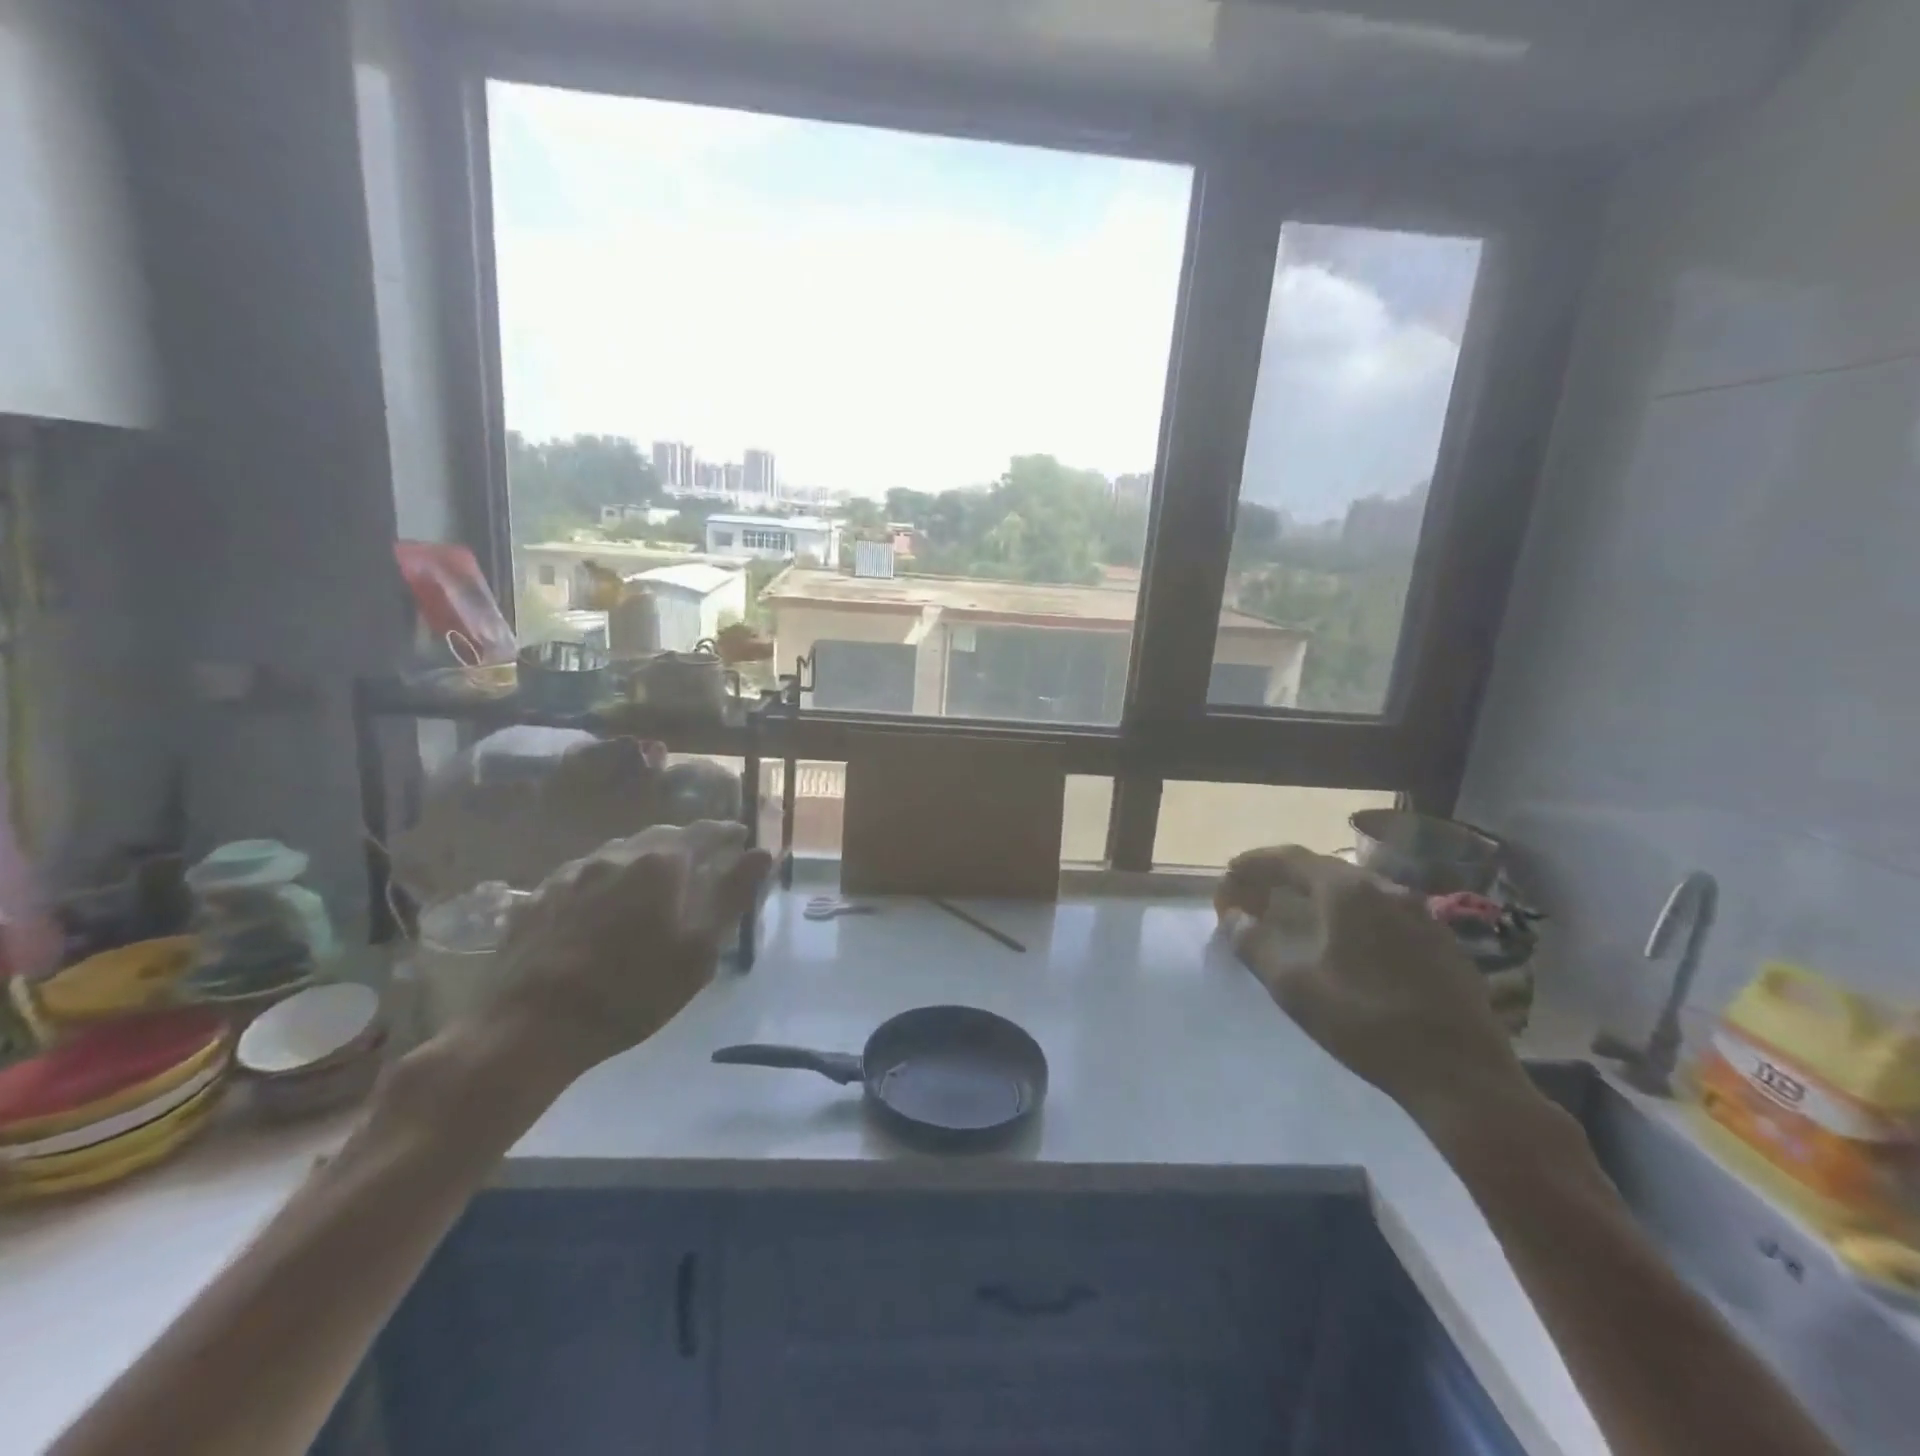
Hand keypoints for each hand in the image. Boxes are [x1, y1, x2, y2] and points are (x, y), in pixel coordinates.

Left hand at [493, 820, 771, 1076]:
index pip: (704, 832)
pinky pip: (584, 875)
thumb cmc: (630, 991)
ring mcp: (572, 873)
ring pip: (619, 854)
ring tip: (651, 887)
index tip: (740, 837)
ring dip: (643, 862)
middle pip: (661, 838)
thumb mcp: (698, 950)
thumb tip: (763, 853)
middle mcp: (617, 855)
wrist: (528, 1026)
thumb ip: (732, 895)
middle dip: (685, 845)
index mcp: (661, 863)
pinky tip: (601, 908)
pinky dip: (606, 882)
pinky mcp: (538, 896)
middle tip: (700, 864)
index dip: (726, 832)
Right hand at [1225, 846, 1534, 1132]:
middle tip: (1259, 895)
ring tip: (1298, 916)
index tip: (1231, 872)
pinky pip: (1384, 914)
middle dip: (1285, 878)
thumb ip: (1255, 944)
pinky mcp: (1442, 942)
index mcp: (1347, 891)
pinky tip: (1347, 943)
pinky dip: (1353, 916)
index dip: (1256, 862)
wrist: (1461, 1075)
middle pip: (1325, 870)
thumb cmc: (1365, 1022)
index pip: (1291, 858)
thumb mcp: (1294, 986)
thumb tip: (1234, 917)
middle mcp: (1386, 889)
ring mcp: (1421, 914)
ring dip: (1320, 897)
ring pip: (1358, 891)